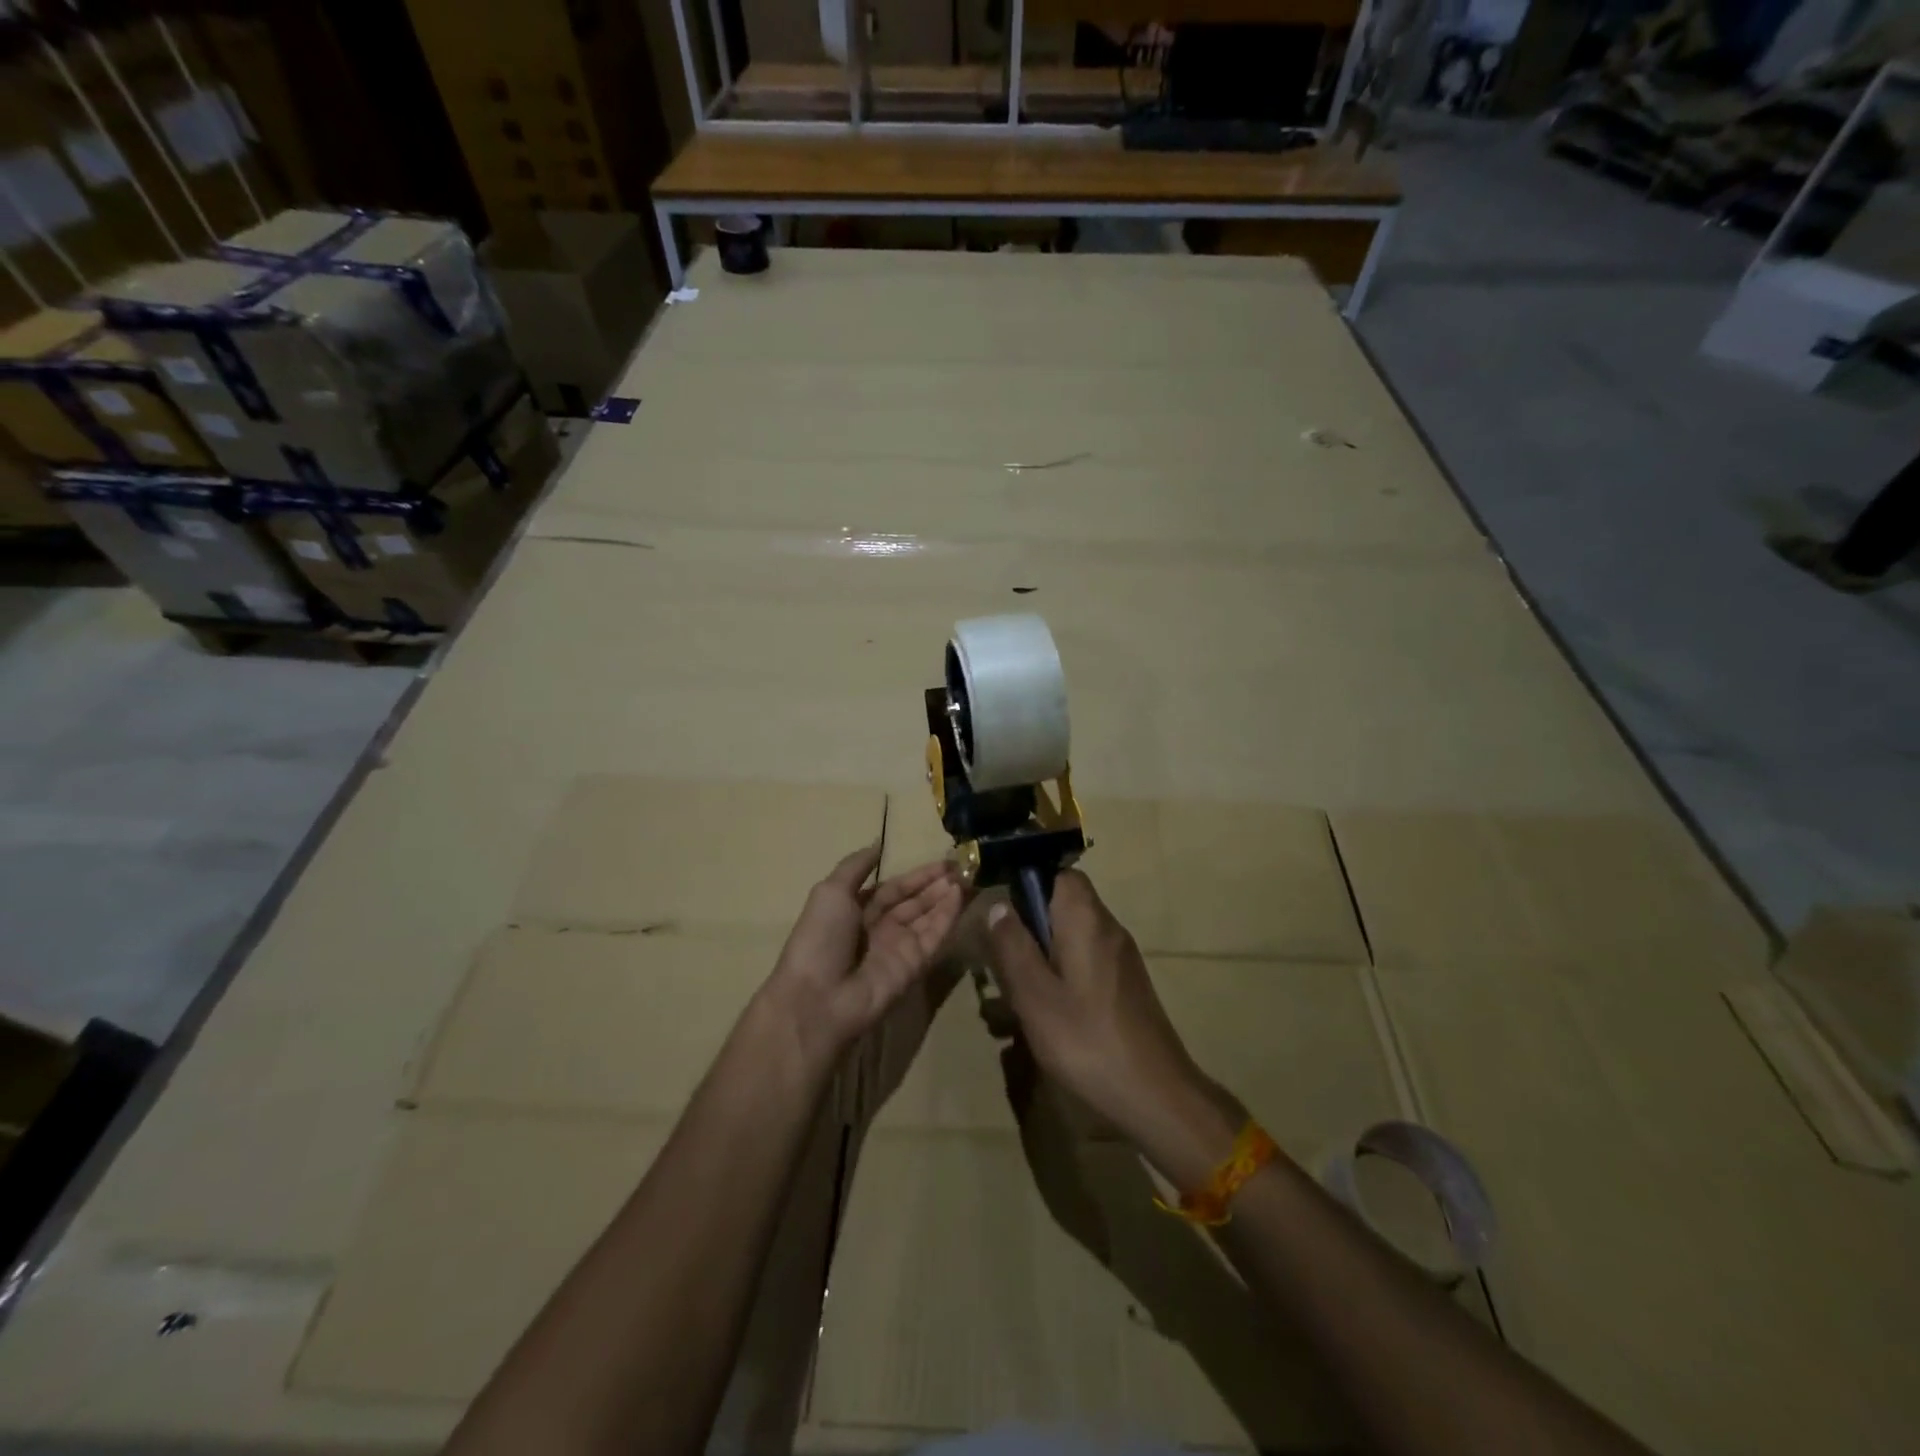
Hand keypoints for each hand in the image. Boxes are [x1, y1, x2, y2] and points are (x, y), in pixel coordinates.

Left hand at [760, 844, 964, 1075]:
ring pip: (928, 917)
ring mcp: (899, 948)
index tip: (943, 861)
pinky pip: (934, 936)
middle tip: (964, 866)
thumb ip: (856, 866)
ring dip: (946, 897)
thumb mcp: (831, 892)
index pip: (894, 888)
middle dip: (937, 884)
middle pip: (915, 902)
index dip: (917, 875)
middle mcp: (880, 928)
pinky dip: (947, 916)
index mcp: (857, 910)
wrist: (819, 998)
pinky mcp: (915, 965)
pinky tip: (959, 896)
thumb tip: (878, 844)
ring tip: (969, 875)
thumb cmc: (820, 937)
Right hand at [986, 871, 1239, 1188]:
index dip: (1027, 882)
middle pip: (1063, 904)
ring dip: (1042, 954)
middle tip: (1001, 960)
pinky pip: (1085, 961)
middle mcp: (1108, 928)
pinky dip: (1061, 974)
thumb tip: (998, 905)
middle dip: (1029, 925)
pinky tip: (1046, 1012)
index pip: (1059, 872)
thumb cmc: (1087, 1040)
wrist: (1156, 1094)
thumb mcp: (1035, 995)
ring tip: (1016, 991)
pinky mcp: (1125, 984)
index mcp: (1086, 920)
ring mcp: (1120, 957)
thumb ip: (1013, 947)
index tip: (1001, 912)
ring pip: (1071, 935)